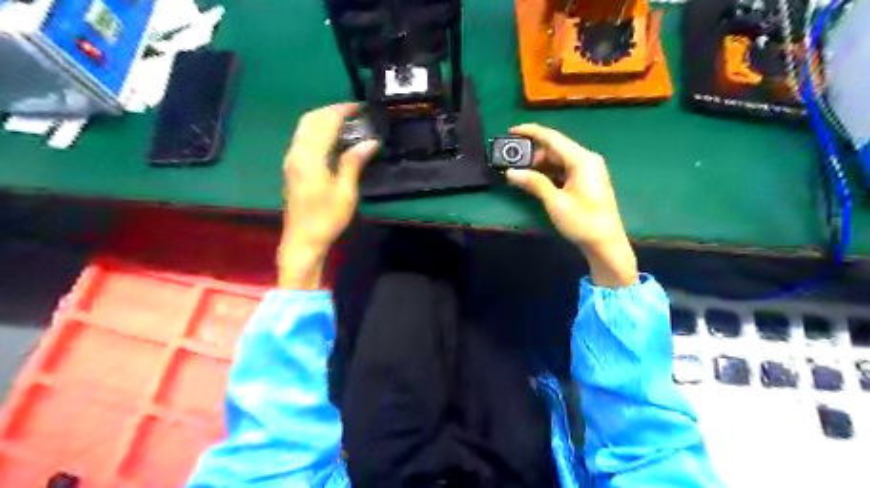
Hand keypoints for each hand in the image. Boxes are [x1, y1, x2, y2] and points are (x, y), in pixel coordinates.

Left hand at [281, 103, 379, 289]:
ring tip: (346, 123)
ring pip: (304, 128)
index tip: (360, 107)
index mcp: (310, 157)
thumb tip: (370, 142)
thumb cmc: (327, 218)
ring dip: (323, 120)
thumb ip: (354, 162)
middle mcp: (296, 152)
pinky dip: (317, 131)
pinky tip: (332, 139)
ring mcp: (291, 160)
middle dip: (331, 111)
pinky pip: (303, 139)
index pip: (325, 122)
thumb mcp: (345, 191)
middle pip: (310, 119)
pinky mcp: (292, 168)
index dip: (342, 110)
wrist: (302, 239)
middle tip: (353, 113)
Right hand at [504, 124, 636, 288]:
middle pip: (555, 148)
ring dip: (539, 164)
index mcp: (582, 159)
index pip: (552, 138)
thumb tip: (511, 172)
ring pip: (559, 160)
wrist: (606, 244)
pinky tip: (535, 180)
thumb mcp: (555, 202)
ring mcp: (588, 170)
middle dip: (533, 153)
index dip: (531, 132)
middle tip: (512, 161)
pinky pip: (564, 169)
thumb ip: (534, 183)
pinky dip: (549, 173)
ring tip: (520, 172)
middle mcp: (586, 159)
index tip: (511, 130)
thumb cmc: (582, 221)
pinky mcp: (586, 181)